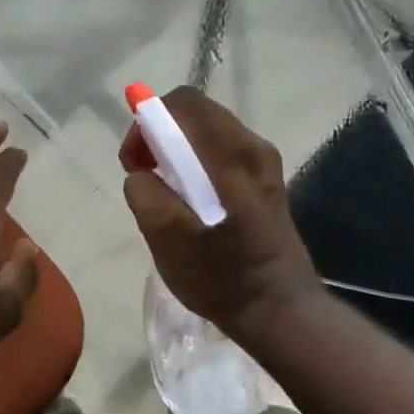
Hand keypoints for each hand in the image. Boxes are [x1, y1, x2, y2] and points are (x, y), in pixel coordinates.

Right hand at [120, 87, 320, 338]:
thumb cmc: (221, 276)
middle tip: (143, 173)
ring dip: (176, 149)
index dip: (148, 121)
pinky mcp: (265, 179)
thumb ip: (145, 193)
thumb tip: (142, 173)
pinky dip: (195, 161)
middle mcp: (253, 146)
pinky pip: (220, 151)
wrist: (279, 310)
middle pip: (195, 112)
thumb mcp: (167, 239)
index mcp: (231, 154)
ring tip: (163, 189)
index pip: (183, 103)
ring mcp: (263, 162)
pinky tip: (189, 199)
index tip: (134, 160)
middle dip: (160, 133)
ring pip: (207, 131)